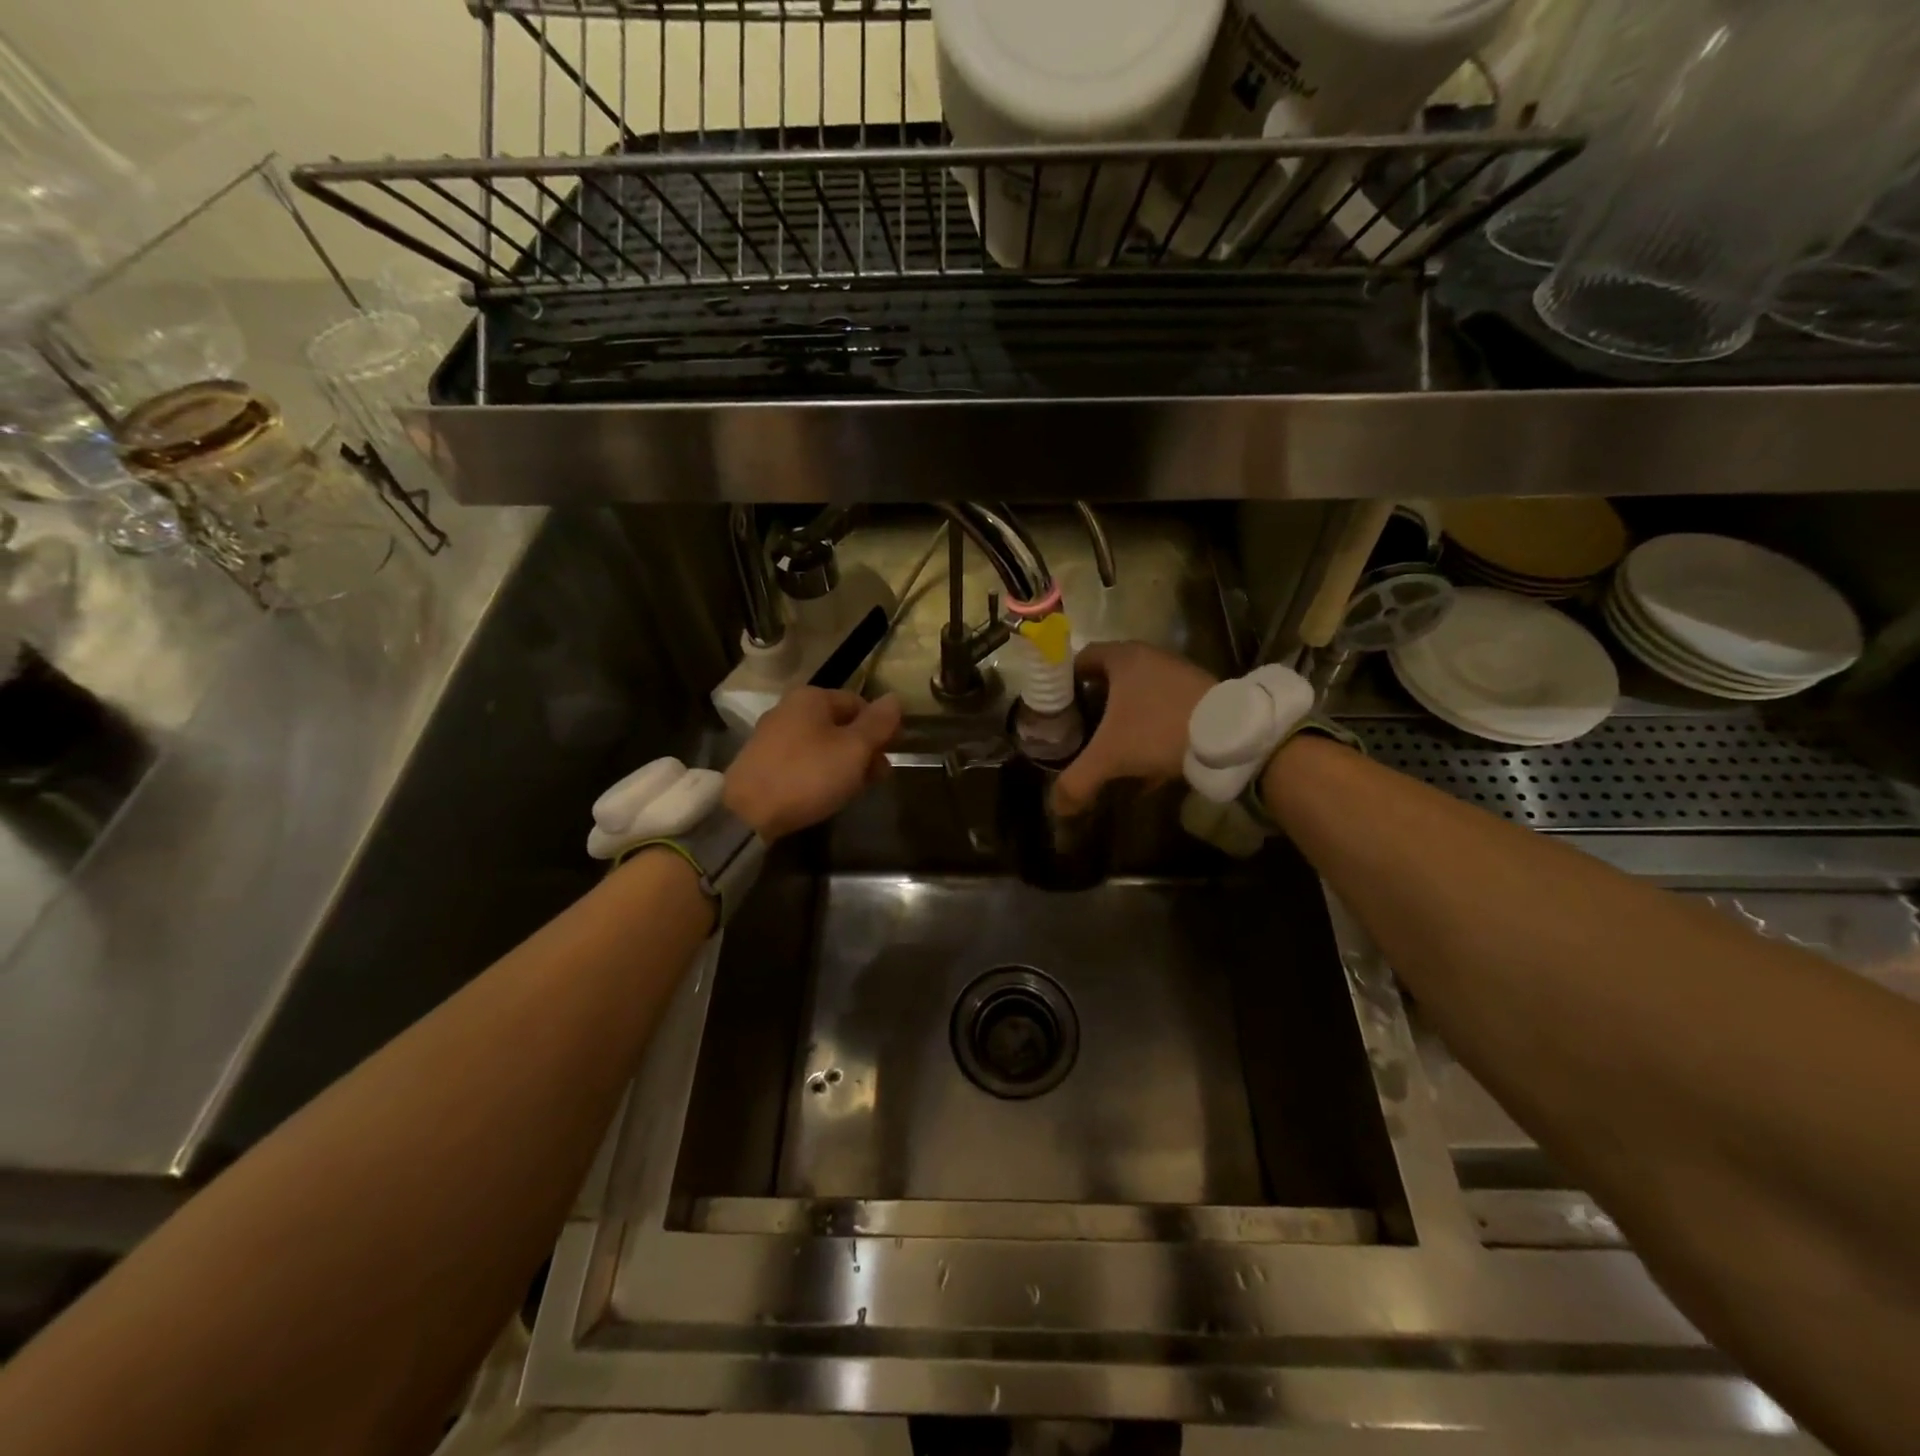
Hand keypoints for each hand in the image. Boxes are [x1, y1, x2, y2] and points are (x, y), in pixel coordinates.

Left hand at [724, 688, 902, 840]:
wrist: (748, 812)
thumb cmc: (808, 774)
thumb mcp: (854, 749)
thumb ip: (878, 724)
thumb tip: (895, 699)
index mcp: (811, 697)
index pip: (859, 703)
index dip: (881, 727)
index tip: (892, 753)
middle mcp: (789, 709)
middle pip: (840, 724)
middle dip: (864, 748)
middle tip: (879, 776)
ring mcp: (772, 736)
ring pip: (822, 744)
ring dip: (845, 763)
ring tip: (856, 789)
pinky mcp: (762, 762)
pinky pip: (803, 760)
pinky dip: (820, 771)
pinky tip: (827, 793)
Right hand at [1052, 642, 1216, 816]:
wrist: (1229, 735)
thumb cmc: (1157, 730)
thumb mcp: (1110, 756)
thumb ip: (1077, 780)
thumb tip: (1057, 807)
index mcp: (1123, 658)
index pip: (1081, 659)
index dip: (1064, 683)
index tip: (1056, 709)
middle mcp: (1149, 658)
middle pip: (1109, 678)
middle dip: (1093, 705)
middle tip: (1078, 730)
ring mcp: (1177, 675)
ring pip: (1138, 695)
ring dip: (1123, 719)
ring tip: (1110, 748)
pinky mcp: (1198, 694)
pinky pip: (1162, 709)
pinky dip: (1149, 730)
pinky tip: (1146, 763)